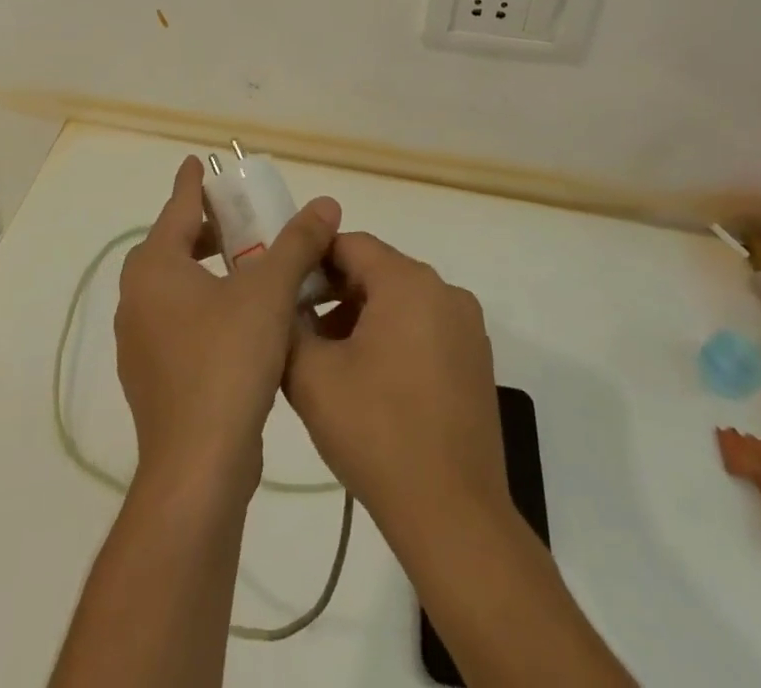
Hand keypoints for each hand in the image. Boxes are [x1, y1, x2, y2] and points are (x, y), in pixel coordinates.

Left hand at [115, 155, 340, 491]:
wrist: (197, 468)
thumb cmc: (227, 362)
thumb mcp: (269, 293)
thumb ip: (296, 244)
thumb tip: (324, 203)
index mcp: (154, 269)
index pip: (175, 209)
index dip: (191, 184)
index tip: (197, 162)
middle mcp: (137, 299)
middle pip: (172, 248)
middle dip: (206, 230)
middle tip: (241, 221)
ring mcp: (141, 343)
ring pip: (176, 288)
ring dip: (208, 271)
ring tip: (249, 267)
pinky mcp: (154, 378)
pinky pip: (179, 323)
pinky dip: (205, 307)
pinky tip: (242, 321)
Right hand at [283, 233, 506, 534]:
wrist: (452, 515)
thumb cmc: (377, 433)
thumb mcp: (311, 376)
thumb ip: (288, 325)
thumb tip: (283, 306)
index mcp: (408, 282)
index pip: (351, 244)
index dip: (312, 261)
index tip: (284, 291)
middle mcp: (445, 291)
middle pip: (378, 270)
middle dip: (335, 292)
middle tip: (300, 328)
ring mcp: (467, 327)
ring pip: (401, 300)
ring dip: (362, 316)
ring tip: (330, 360)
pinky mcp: (477, 360)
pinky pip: (425, 327)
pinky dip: (394, 337)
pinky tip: (370, 381)